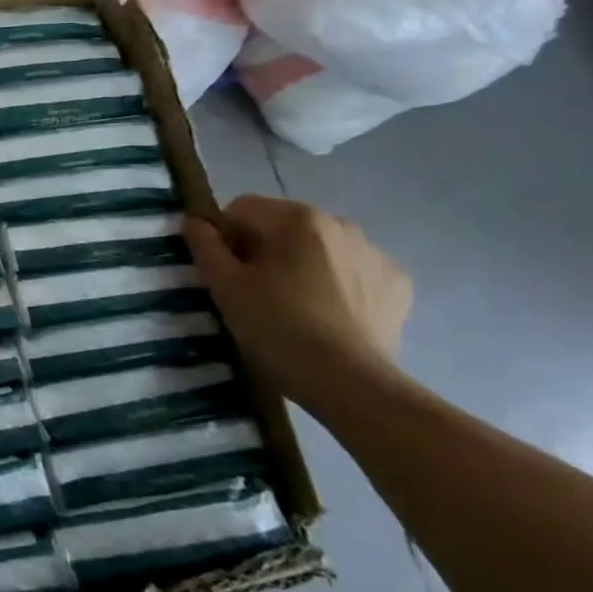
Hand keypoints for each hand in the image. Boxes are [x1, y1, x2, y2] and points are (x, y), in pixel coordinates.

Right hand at [184, 195, 411, 409]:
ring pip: (319, 247)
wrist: (350, 383)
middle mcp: (340, 224)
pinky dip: (337, 283)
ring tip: (293, 305)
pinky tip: (328, 314)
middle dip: (264, 248)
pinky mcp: (398, 284)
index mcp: (296, 218)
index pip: (241, 208)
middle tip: (254, 290)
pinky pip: (353, 271)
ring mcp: (375, 254)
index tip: (224, 271)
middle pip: (283, 225)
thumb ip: (205, 245)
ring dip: (301, 263)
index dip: (224, 236)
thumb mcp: (224, 285)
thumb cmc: (276, 327)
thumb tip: (195, 223)